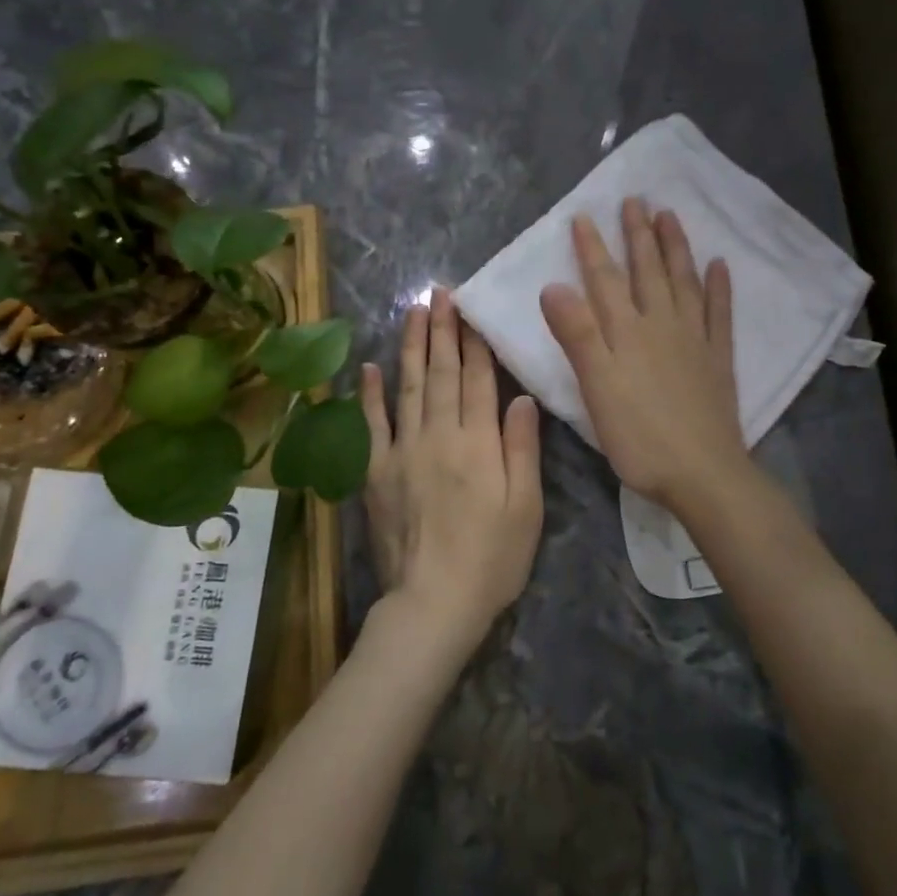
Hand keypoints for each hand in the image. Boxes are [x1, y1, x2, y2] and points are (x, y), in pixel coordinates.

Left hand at [360, 288, 543, 656]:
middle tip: (439, 293)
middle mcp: (439, 436)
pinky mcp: (376, 473)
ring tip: (413, 311)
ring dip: (410, 346)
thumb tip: (520, 397)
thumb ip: (522, 448)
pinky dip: (369, 395)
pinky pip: (371, 426)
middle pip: (441, 373)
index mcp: (479, 443)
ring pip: (407, 387)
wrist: (434, 603)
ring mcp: (403, 452)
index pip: (477, 380)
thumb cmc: (492, 558)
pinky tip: (369, 366)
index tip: (471, 310)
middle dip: (442, 330)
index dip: (475, 342)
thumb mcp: (527, 507)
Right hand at [540, 199, 746, 512]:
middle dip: (638, 235)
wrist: (702, 472)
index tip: (584, 216)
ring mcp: (694, 339)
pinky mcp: (717, 359)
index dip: (593, 248)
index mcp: (627, 332)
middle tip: (635, 200)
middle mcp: (662, 325)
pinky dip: (719, 287)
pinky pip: (719, 313)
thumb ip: (577, 335)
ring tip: (670, 216)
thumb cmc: (639, 436)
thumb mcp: (596, 387)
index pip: (605, 281)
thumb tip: (553, 286)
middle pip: (648, 271)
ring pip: (684, 282)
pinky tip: (720, 265)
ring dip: (675, 248)